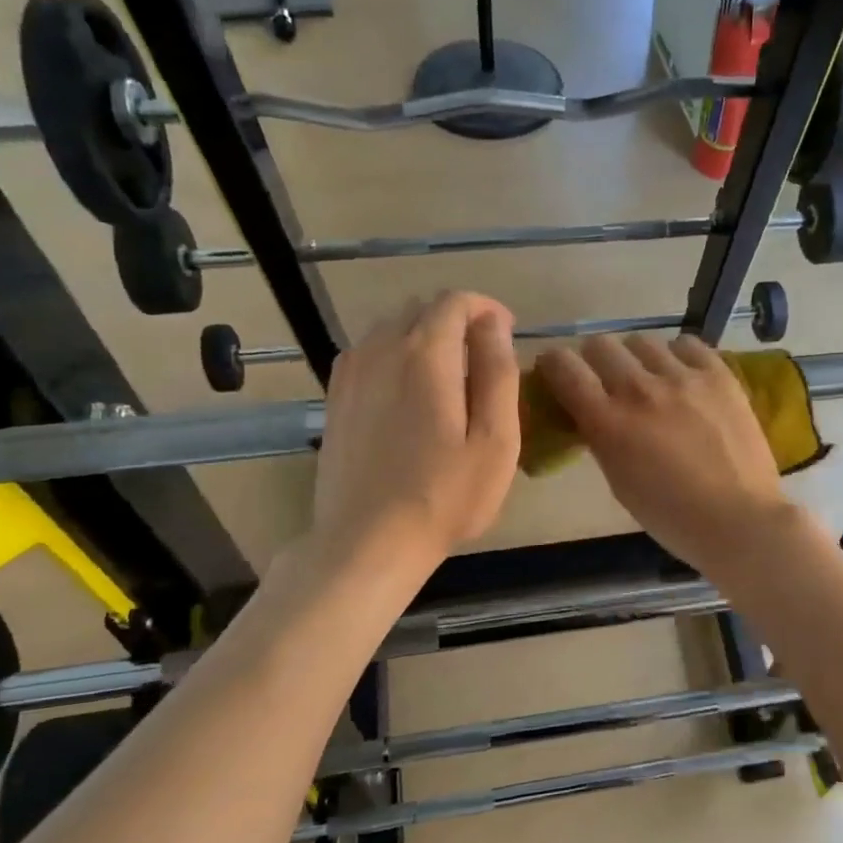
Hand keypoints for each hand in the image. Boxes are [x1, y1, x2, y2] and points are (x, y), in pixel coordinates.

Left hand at [307, 292, 520, 578]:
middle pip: (421, 309)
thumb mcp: (495, 439)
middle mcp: (381, 349)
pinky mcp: (335, 397)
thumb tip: (495, 324)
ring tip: (449, 378)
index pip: (455, 301)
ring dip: (424, 337)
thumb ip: (498, 372)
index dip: (487, 308)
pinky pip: (368, 353)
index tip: (507, 334)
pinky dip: (395, 357)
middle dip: (457, 321)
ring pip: (391, 328)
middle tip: (483, 361)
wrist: (368, 541)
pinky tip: (408, 394)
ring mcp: (351, 372)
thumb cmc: (444, 496)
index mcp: (425, 354)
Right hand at [536, 334, 793, 576]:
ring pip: (643, 341)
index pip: (564, 367)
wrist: (738, 520)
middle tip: (607, 382)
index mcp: (608, 422)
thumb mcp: (619, 482)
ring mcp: (682, 377)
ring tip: (652, 381)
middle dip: (595, 361)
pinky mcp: (719, 375)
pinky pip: (688, 344)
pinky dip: (678, 356)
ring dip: (638, 359)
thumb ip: (601, 438)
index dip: (554, 365)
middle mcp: (639, 389)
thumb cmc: (672, 516)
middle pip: (601, 345)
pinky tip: (685, 377)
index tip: (558, 373)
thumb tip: (592, 412)